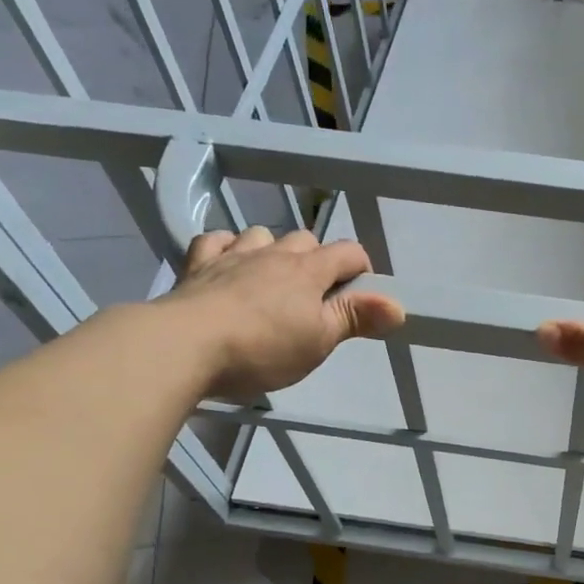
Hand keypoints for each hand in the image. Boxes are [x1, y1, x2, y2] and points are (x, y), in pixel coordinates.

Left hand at [160, 226, 403, 400]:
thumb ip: (356, 318)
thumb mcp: (319, 341)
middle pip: (306, 240)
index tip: (360, 296)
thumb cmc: (263, 348)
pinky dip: (227, 248)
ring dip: (272, 251)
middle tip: (315, 298)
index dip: (361, 269)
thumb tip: (399, 305)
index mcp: (309, 272)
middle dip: (317, 260)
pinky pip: (216, 240)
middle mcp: (273, 254)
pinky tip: (228, 266)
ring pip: (261, 235)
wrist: (184, 345)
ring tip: (271, 281)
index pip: (349, 252)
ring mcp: (232, 255)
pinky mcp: (197, 265)